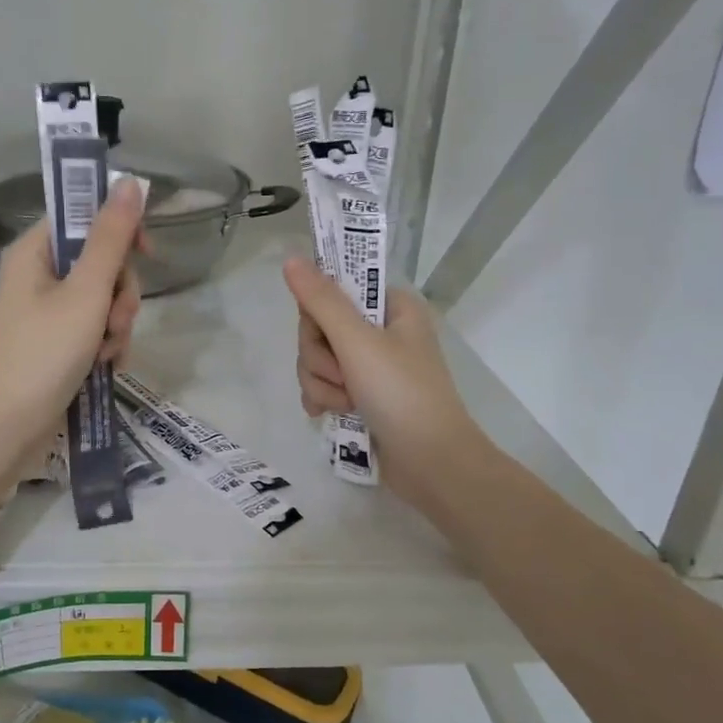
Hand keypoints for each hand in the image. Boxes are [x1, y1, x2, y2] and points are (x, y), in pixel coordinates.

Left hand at [0, 180, 144, 443]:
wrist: (10, 427)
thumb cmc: (44, 353)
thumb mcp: (86, 292)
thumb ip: (112, 238)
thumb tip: (132, 181)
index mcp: (35, 251)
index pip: (84, 217)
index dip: (119, 231)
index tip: (146, 254)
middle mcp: (39, 275)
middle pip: (100, 261)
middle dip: (120, 294)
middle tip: (116, 322)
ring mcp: (48, 311)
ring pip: (104, 298)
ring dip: (116, 324)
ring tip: (107, 353)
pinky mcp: (57, 341)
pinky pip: (95, 327)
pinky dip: (106, 344)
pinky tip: (106, 366)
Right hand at [284, 256, 478, 508]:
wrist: (431, 463)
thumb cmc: (402, 394)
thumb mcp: (358, 342)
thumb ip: (321, 301)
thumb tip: (291, 258)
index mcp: (391, 307)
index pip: (333, 290)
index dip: (318, 315)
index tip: (327, 335)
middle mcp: (381, 331)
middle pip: (319, 328)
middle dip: (320, 358)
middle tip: (344, 377)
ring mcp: (370, 366)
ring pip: (316, 360)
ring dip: (322, 384)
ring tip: (346, 404)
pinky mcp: (361, 396)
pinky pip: (323, 385)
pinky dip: (323, 399)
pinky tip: (329, 414)